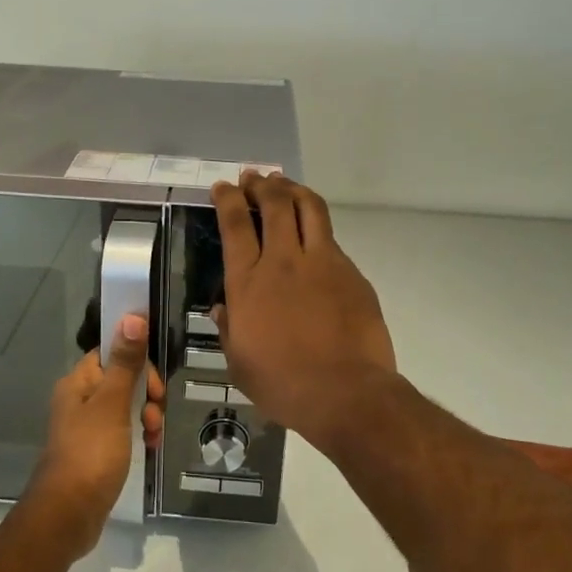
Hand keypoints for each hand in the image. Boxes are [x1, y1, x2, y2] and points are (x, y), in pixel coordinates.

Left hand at [28, 314, 164, 557]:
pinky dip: (138, 435)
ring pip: (126, 406)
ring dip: (145, 415)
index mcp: (79, 382)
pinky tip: (148, 448)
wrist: (67, 515)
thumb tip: (132, 315)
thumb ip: (125, 362)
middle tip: (154, 414)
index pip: (111, 352)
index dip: (136, 362)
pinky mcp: (95, 451)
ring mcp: (87, 427)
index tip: (153, 384)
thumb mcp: (113, 404)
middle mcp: (80, 399)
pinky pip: (123, 431)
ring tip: (152, 436)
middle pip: (122, 379)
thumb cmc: (91, 453)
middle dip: (145, 393)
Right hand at [210, 172, 395, 446]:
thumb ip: (229, 329)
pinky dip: (317, 228)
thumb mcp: (239, 363)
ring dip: (293, 190)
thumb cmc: (283, 384)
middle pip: (274, 203)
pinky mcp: (351, 272)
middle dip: (261, 184)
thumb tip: (221, 309)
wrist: (345, 393)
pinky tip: (314, 237)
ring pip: (308, 208)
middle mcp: (283, 261)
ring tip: (285, 185)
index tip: (223, 186)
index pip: (235, 224)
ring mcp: (322, 262)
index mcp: (248, 282)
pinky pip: (331, 239)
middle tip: (254, 177)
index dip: (228, 198)